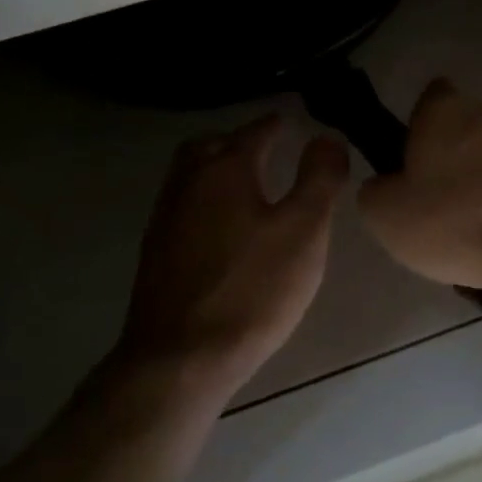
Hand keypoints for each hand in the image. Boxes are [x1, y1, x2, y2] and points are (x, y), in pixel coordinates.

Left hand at [120, 113, 349, 397]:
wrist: (180, 358)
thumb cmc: (252, 289)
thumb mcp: (304, 230)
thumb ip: (320, 178)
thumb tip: (327, 137)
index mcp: (225, 169)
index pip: (255, 132)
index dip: (276, 125)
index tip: (291, 123)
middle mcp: (188, 182)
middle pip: (210, 146)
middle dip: (238, 140)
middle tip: (264, 149)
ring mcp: (165, 218)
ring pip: (189, 174)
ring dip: (215, 168)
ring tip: (245, 185)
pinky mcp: (154, 253)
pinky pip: (181, 205)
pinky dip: (203, 199)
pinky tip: (220, 228)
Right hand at [356, 78, 481, 292]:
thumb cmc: (454, 221)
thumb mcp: (385, 216)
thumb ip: (376, 189)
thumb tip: (385, 184)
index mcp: (445, 109)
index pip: (430, 97)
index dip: (421, 125)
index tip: (417, 159)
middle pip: (468, 123)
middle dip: (460, 150)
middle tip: (448, 196)